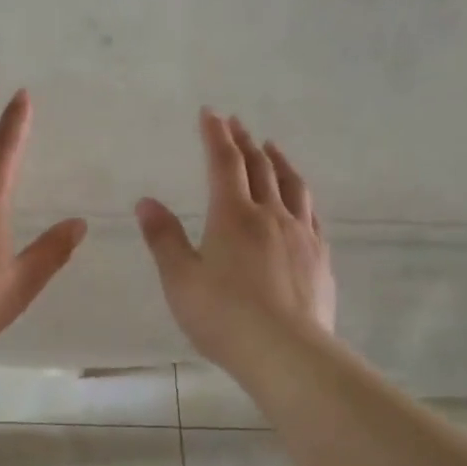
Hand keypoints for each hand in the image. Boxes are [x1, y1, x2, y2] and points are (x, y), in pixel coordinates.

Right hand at [136, 110, 335, 371]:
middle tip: (237, 124)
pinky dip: (300, 195)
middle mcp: (270, 215)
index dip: (216, 135)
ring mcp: (301, 235)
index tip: (210, 113)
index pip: (224, 163)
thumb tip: (146, 201)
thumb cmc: (223, 316)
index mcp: (232, 216)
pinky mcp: (320, 257)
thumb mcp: (180, 279)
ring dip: (278, 161)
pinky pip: (311, 213)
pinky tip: (299, 201)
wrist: (286, 352)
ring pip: (292, 185)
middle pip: (259, 167)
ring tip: (272, 148)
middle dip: (245, 142)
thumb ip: (164, 238)